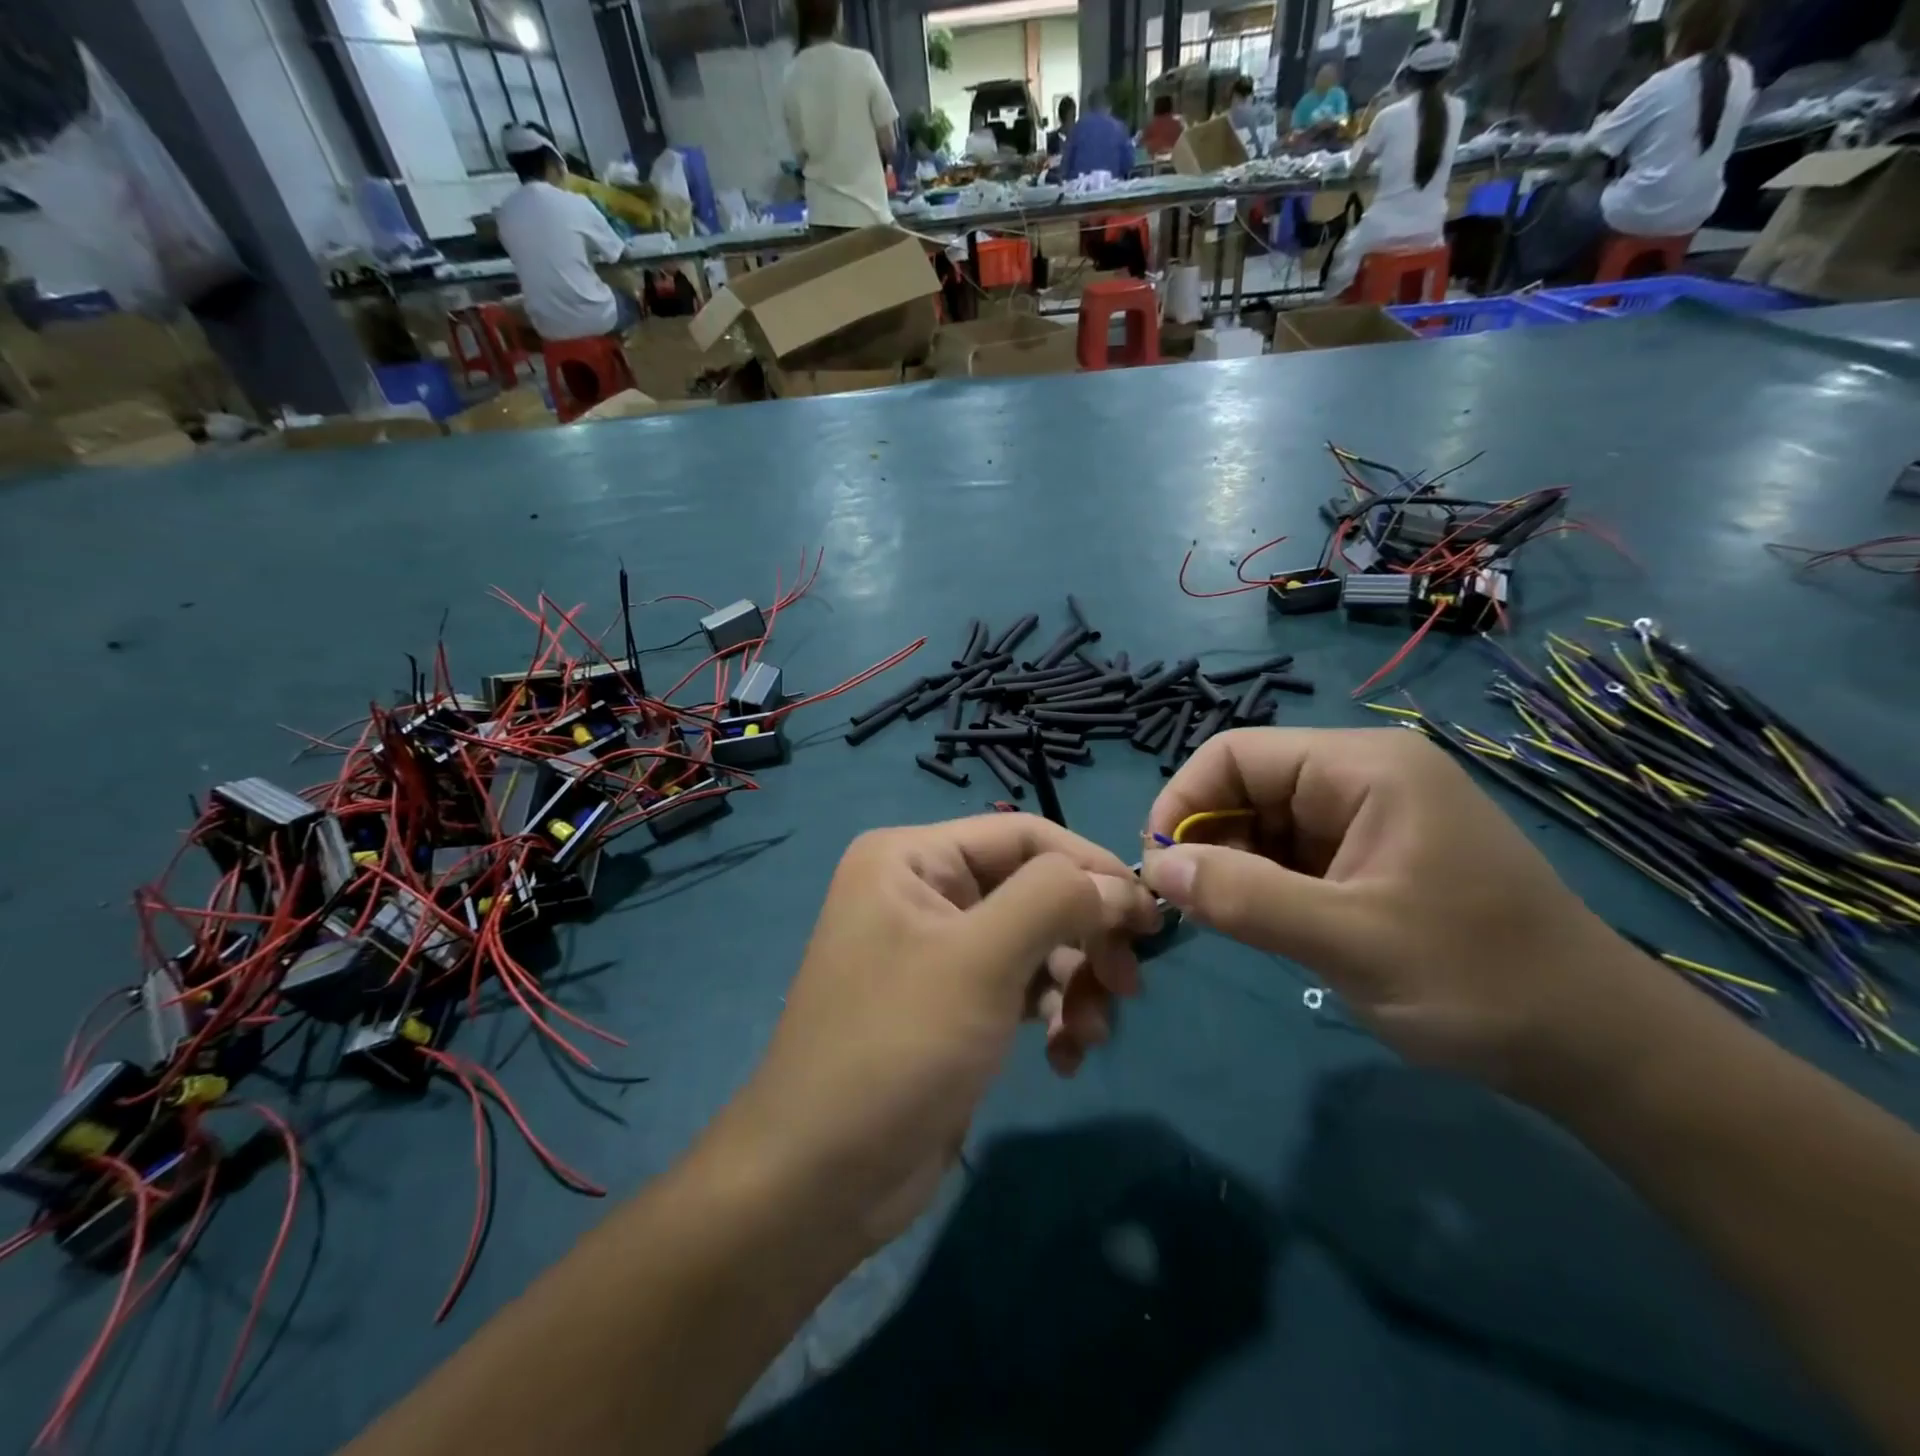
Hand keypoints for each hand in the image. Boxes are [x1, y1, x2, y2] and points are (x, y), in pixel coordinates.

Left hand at [715, 816, 1160, 1246]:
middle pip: (1033, 890)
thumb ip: (1055, 900)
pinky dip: (1050, 1015)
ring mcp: (937, 950)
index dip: (1091, 866)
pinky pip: (1019, 987)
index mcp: (912, 858)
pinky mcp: (952, 1004)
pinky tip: (1063, 1059)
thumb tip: (1117, 884)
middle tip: (1127, 985)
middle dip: (1084, 936)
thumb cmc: (897, 1046)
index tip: (1149, 914)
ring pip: (1034, 942)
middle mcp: (923, 892)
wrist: (822, 1180)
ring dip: (1073, 985)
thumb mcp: (981, 960)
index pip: (1024, 836)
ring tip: (1088, 1035)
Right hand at [1141, 728, 1665, 1089]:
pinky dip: (1265, 885)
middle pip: (1246, 786)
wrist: (1595, 1047)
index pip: (1235, 754)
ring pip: (1263, 822)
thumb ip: (1244, 897)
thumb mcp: (1349, 940)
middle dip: (1208, 841)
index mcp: (1362, 766)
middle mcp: (1362, 776)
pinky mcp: (1371, 855)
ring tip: (1233, 923)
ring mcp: (1369, 816)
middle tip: (1193, 909)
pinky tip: (1269, 926)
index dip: (1183, 801)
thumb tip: (1154, 865)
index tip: (1159, 868)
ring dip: (1235, 868)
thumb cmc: (1478, 980)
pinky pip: (1292, 853)